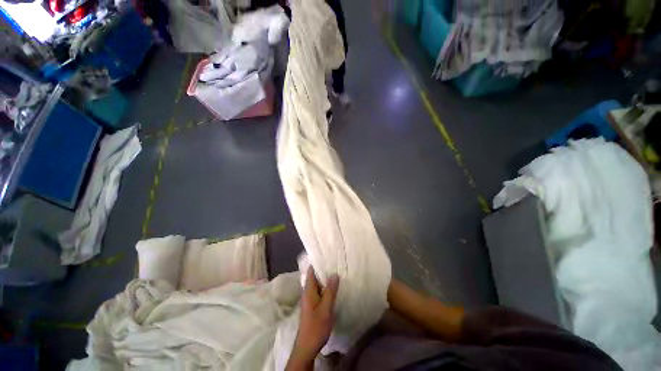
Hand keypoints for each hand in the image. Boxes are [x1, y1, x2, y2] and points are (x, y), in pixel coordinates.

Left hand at [286, 267, 339, 369]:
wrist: (307, 346)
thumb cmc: (316, 326)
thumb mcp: (326, 308)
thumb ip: (330, 291)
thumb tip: (334, 274)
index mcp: (308, 290)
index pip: (311, 271)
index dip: (318, 263)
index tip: (327, 256)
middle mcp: (307, 292)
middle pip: (314, 277)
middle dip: (324, 270)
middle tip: (335, 263)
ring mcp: (309, 299)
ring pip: (317, 285)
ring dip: (325, 279)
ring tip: (336, 273)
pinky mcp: (312, 306)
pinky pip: (319, 292)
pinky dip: (325, 288)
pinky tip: (334, 288)